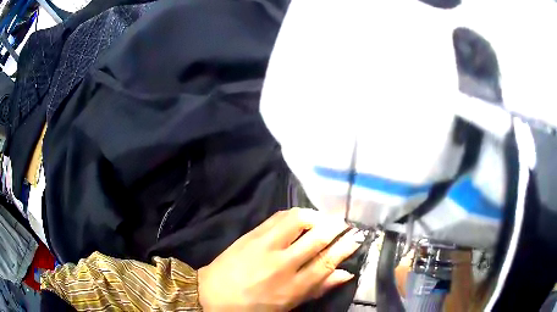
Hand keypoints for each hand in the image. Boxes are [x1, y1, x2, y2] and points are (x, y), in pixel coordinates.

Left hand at [197, 208, 361, 310]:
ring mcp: (265, 246)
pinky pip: (279, 217)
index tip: (357, 236)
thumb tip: (346, 274)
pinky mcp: (252, 234)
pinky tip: (301, 216)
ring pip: (299, 220)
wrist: (213, 294)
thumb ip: (318, 288)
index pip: (327, 262)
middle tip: (345, 222)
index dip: (345, 247)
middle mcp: (283, 264)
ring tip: (323, 219)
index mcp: (293, 287)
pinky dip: (295, 213)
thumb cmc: (253, 306)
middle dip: (336, 227)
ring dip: (316, 216)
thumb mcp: (288, 304)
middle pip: (318, 238)